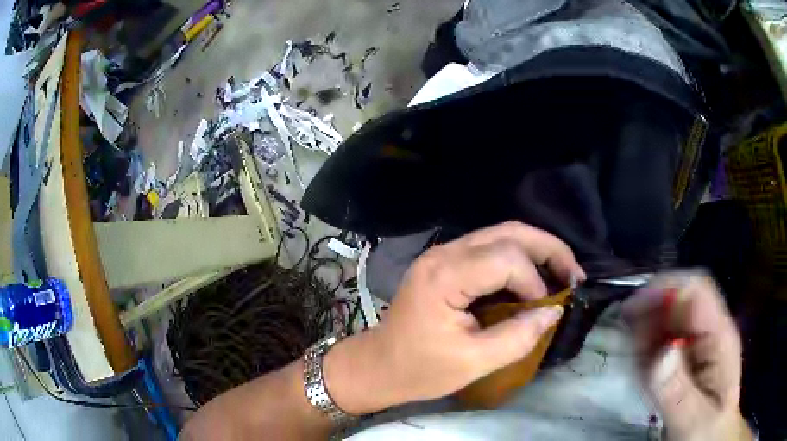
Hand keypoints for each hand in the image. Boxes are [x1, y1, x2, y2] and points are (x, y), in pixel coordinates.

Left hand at [325, 221, 584, 413]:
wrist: (379, 365)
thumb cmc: (420, 369)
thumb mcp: (473, 363)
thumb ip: (518, 337)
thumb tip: (555, 312)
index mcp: (445, 276)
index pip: (507, 258)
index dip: (536, 281)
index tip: (546, 310)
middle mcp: (444, 253)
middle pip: (509, 232)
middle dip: (549, 249)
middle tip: (575, 275)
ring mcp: (443, 253)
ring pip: (502, 234)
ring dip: (537, 250)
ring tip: (562, 274)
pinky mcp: (446, 262)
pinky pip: (490, 248)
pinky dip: (519, 259)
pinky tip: (534, 277)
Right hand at [622, 272, 752, 440]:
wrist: (712, 440)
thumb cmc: (707, 432)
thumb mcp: (692, 419)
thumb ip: (678, 389)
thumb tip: (662, 350)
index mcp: (720, 337)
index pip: (696, 290)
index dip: (665, 288)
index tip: (631, 308)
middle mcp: (710, 331)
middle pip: (681, 299)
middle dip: (651, 308)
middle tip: (623, 332)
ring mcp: (700, 344)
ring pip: (671, 317)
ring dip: (648, 327)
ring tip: (630, 353)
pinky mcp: (690, 358)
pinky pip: (667, 339)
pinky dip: (650, 345)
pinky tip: (640, 364)